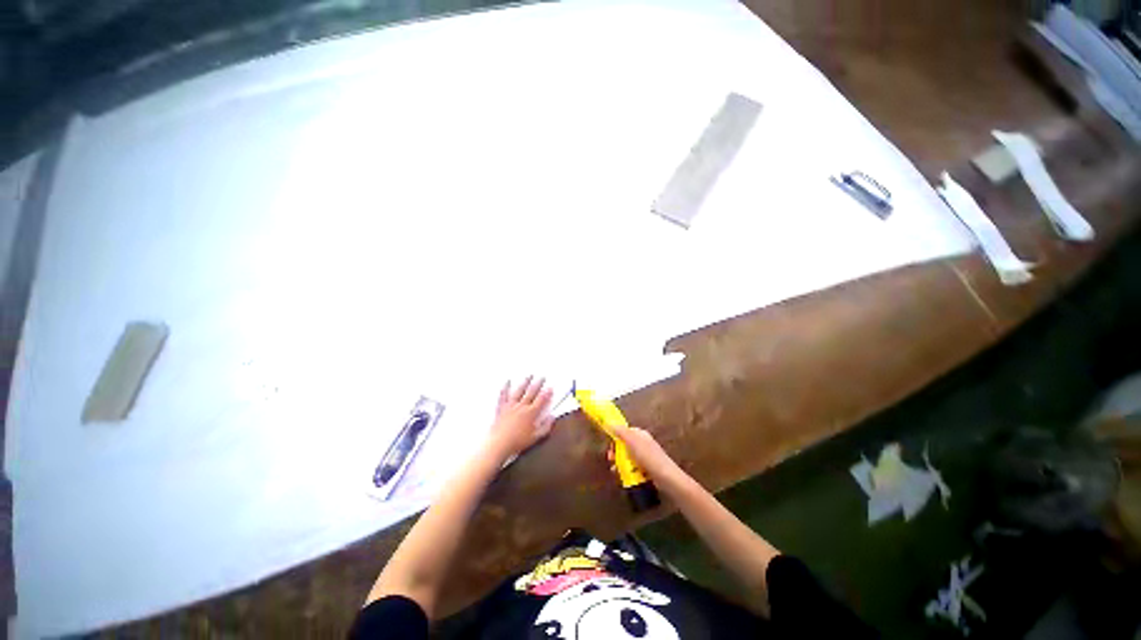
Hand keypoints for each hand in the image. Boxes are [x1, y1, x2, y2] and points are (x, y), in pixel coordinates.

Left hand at [487, 377, 553, 459]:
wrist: (499, 444)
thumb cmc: (517, 442)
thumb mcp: (535, 437)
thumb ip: (545, 427)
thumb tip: (552, 417)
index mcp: (531, 413)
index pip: (541, 400)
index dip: (547, 393)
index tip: (550, 387)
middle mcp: (522, 406)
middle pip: (531, 392)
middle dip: (538, 384)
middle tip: (542, 377)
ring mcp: (511, 405)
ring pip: (519, 391)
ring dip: (525, 382)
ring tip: (529, 375)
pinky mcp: (501, 408)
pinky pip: (504, 395)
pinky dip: (505, 388)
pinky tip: (508, 381)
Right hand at [610, 425, 687, 488]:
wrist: (665, 477)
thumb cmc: (648, 456)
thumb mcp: (632, 441)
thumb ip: (621, 432)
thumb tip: (610, 422)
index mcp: (640, 434)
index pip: (625, 432)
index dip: (616, 437)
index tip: (610, 446)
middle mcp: (643, 443)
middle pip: (625, 445)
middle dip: (616, 452)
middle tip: (611, 459)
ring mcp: (645, 456)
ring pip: (628, 457)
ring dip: (620, 462)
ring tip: (615, 470)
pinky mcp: (647, 468)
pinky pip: (633, 466)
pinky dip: (627, 470)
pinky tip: (624, 476)